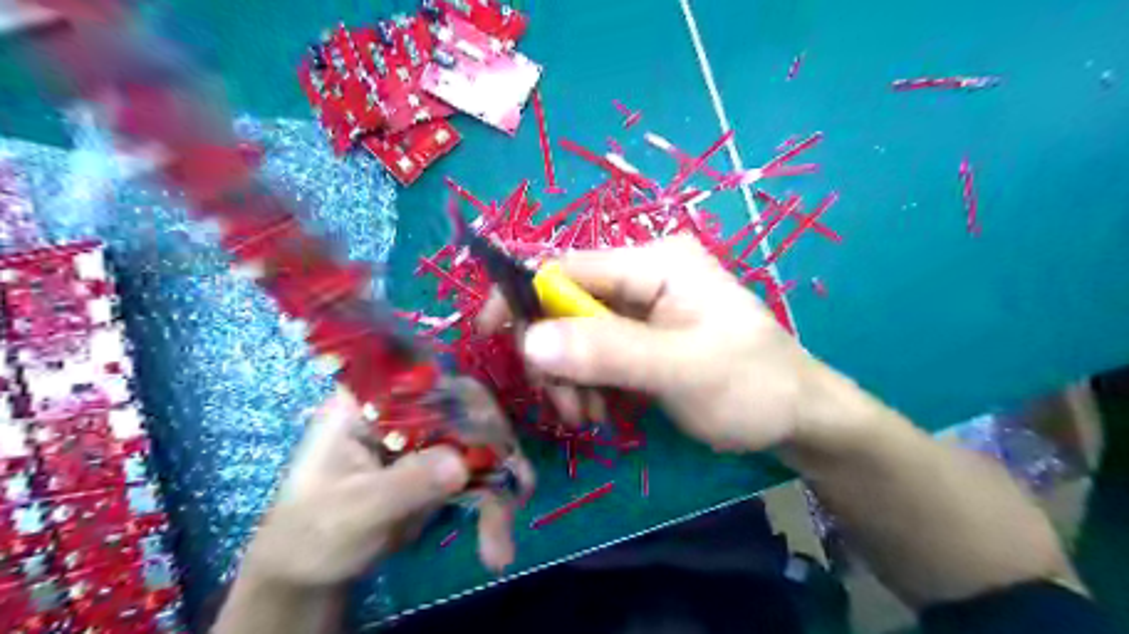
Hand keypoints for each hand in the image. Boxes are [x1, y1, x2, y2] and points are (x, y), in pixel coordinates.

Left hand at [240, 381, 529, 589]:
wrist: (313, 570)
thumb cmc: (314, 532)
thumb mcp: (353, 510)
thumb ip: (405, 484)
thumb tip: (460, 464)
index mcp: (368, 402)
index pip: (424, 378)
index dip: (464, 398)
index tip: (489, 434)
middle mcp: (403, 409)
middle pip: (465, 405)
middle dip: (493, 446)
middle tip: (514, 486)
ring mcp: (426, 434)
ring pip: (481, 438)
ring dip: (499, 482)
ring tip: (501, 537)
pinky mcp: (441, 460)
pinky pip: (480, 468)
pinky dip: (494, 499)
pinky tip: (497, 539)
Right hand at [482, 236, 846, 453]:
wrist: (796, 416)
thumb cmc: (753, 386)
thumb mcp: (683, 369)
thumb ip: (610, 352)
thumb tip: (529, 341)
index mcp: (655, 262)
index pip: (567, 266)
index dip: (522, 297)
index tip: (488, 336)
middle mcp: (642, 275)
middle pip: (565, 304)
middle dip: (554, 355)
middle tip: (567, 405)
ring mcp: (641, 307)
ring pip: (573, 334)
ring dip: (569, 376)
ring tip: (588, 415)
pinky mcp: (640, 337)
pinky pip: (592, 354)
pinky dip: (585, 383)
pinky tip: (599, 410)